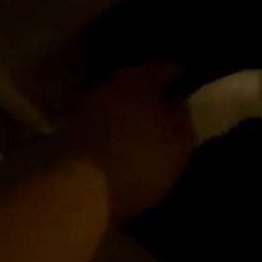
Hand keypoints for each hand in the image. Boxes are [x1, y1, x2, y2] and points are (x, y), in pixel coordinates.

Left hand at [66, 64, 196, 224]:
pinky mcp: (73, 135)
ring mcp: (86, 111)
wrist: (84, 191)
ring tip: (148, 132)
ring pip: (117, 105)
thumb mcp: (179, 142)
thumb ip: (183, 118)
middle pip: (135, 85)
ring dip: (131, 115)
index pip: (162, 69)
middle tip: (169, 111)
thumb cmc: (141, 160)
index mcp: (137, 81)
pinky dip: (116, 132)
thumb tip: (178, 105)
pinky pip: (103, 126)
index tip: (188, 86)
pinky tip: (127, 148)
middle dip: (152, 96)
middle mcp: (108, 88)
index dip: (177, 78)